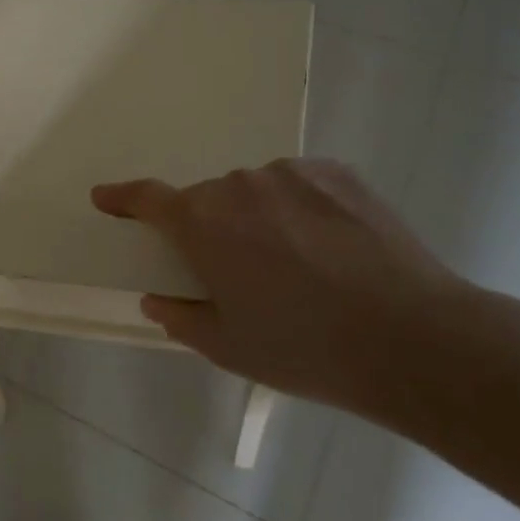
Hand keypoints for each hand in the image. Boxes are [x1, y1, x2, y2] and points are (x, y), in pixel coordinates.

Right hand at [93, 160, 470, 412]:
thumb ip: (182, 317)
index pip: (148, 199)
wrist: (413, 339)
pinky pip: (300, 185)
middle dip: (214, 230)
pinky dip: (302, 208)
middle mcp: (239, 185)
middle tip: (245, 275)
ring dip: (261, 218)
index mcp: (203, 223)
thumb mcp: (230, 347)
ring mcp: (291, 173)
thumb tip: (159, 298)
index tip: (106, 197)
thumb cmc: (306, 348)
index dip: (123, 198)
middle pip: (210, 201)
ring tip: (301, 265)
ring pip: (257, 192)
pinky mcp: (337, 172)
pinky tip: (333, 248)